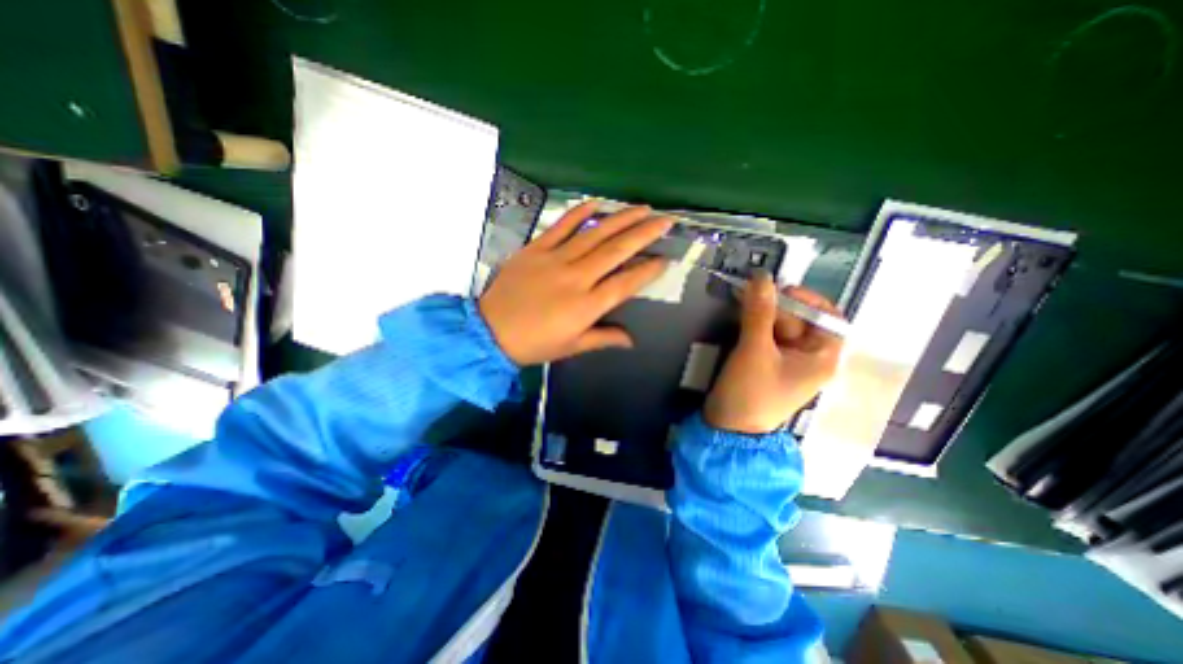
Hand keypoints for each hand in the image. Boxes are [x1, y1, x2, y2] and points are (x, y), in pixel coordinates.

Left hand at [474, 203, 668, 367]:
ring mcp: (555, 259)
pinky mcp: (536, 249)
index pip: (626, 283)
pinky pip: (560, 226)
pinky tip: (597, 203)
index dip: (647, 271)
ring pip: (594, 234)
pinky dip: (579, 212)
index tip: (664, 259)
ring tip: (642, 208)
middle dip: (644, 234)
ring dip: (620, 219)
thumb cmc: (534, 343)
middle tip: (664, 220)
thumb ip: (603, 338)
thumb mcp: (571, 346)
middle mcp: (576, 278)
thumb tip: (631, 340)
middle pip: (616, 251)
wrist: (490, 331)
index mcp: (586, 306)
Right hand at [702, 271, 838, 436]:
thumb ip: (758, 313)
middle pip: (800, 319)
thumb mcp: (755, 350)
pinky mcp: (767, 363)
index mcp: (822, 357)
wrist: (728, 428)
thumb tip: (762, 276)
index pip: (828, 317)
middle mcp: (809, 357)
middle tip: (750, 295)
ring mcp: (787, 360)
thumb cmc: (751, 392)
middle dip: (776, 306)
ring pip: (780, 326)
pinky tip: (740, 319)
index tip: (780, 290)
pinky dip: (754, 325)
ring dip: (762, 313)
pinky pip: (766, 336)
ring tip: (742, 303)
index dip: (807, 300)